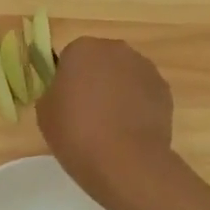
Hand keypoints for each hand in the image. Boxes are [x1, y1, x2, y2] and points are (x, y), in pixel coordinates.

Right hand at [36, 37, 175, 209]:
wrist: (125, 161)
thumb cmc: (76, 133)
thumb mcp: (45, 113)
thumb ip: (53, 93)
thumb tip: (65, 93)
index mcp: (83, 49)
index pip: (70, 58)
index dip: (67, 81)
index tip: (66, 104)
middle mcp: (116, 49)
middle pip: (101, 62)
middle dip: (95, 81)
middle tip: (87, 114)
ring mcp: (145, 68)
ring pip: (125, 76)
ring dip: (118, 92)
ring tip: (111, 126)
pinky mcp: (164, 90)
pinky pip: (144, 93)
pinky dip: (138, 106)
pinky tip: (131, 131)